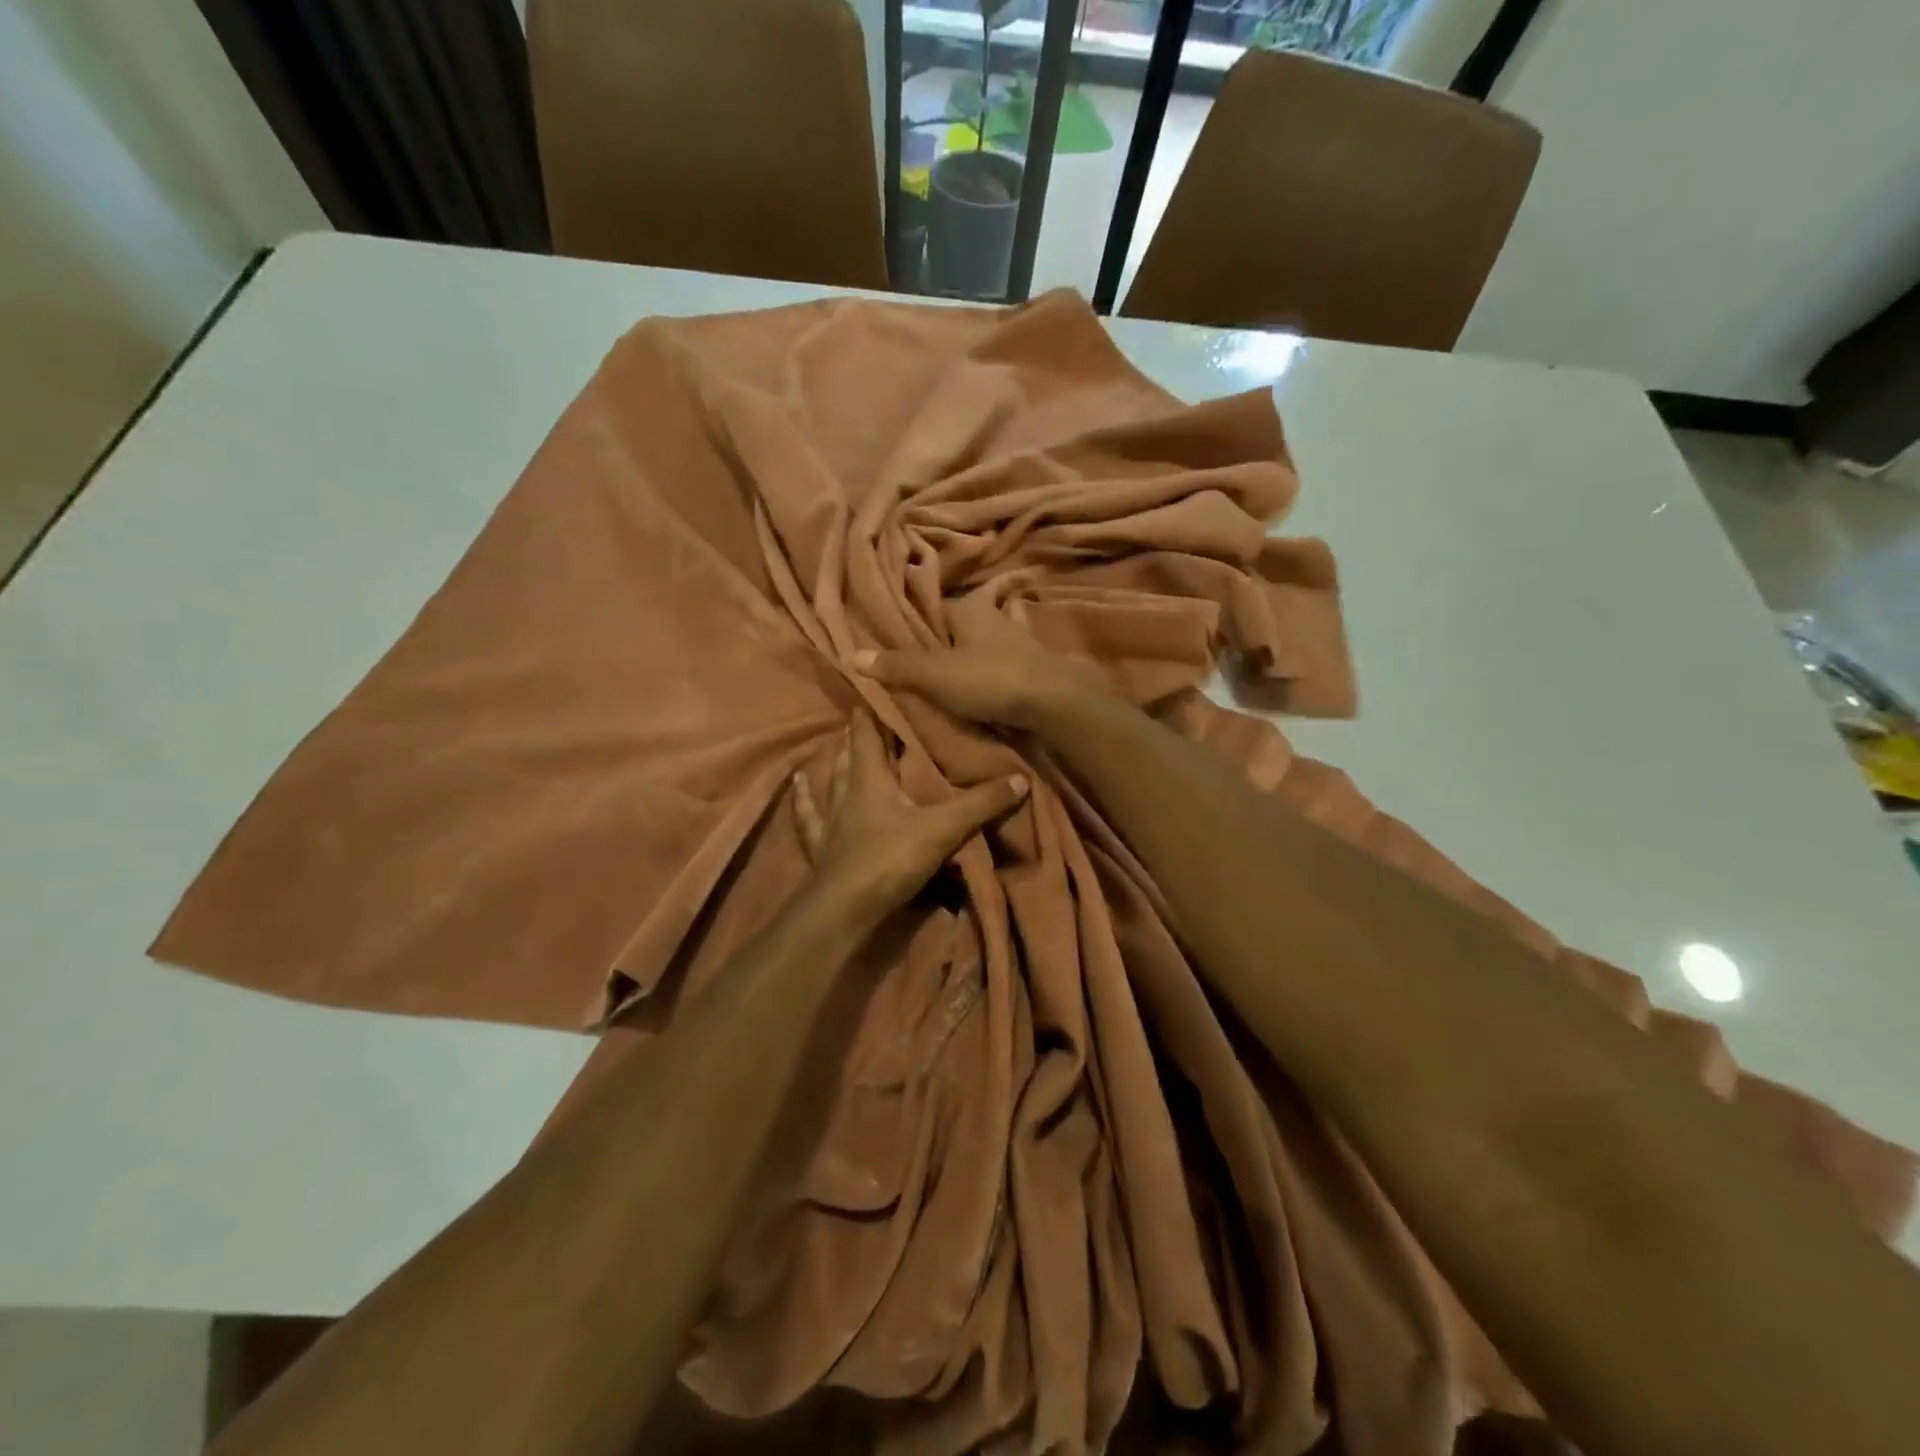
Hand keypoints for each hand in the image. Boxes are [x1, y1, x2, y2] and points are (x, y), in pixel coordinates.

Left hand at [792, 712, 1027, 918]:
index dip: (871, 710)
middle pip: (849, 756)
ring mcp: (829, 821)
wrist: (845, 910)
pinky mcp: (820, 847)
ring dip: (832, 763)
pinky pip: (808, 817)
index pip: (868, 734)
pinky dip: (804, 799)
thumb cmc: (889, 859)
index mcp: (870, 780)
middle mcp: (845, 792)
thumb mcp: (942, 829)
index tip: (875, 685)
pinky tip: (797, 785)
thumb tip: (1021, 778)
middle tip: (865, 716)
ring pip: (828, 782)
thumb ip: (980, 804)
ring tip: (833, 744)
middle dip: (858, 736)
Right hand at [856, 605, 1109, 732]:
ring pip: (976, 650)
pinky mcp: (1028, 668)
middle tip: (912, 669)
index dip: (912, 625)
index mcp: (969, 610)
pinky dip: (982, 679)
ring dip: (961, 664)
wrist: (1054, 703)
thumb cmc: (990, 679)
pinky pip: (995, 669)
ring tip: (938, 686)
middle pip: (954, 630)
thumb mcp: (936, 674)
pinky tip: (972, 694)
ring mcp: (1014, 643)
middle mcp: (992, 618)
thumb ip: (898, 666)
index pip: (932, 608)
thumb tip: (853, 655)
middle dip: (937, 646)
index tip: (894, 644)